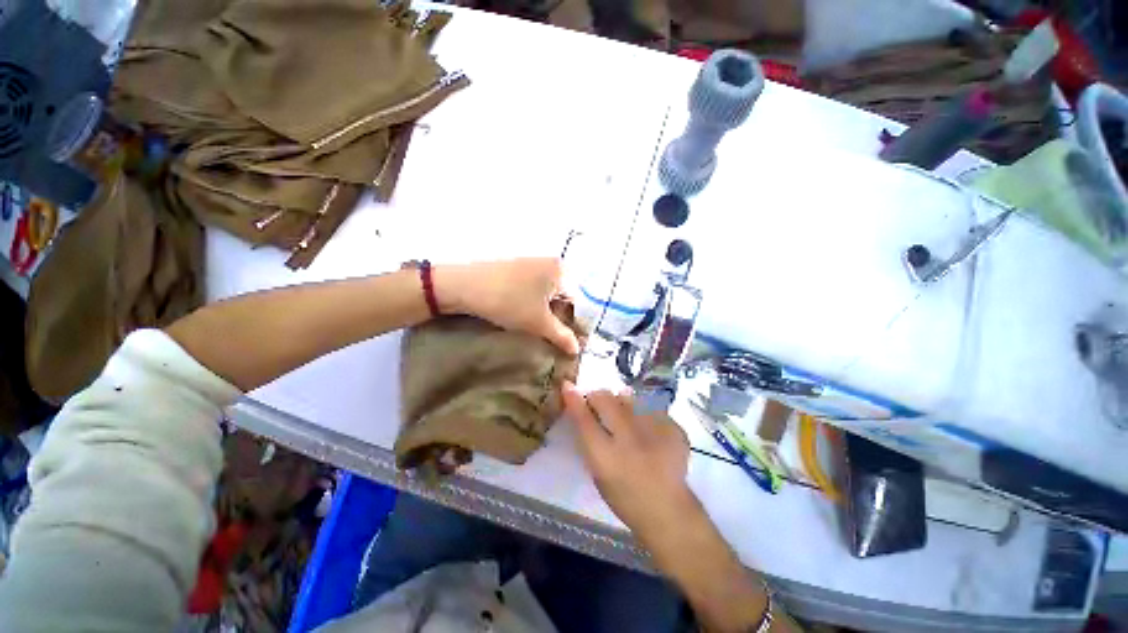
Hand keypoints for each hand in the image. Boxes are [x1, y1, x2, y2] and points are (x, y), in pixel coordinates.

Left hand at [436, 258, 579, 354]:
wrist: (464, 287)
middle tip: (551, 337)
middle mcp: (549, 263)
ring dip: (544, 313)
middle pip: (562, 297)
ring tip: (536, 329)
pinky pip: (532, 290)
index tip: (567, 340)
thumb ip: (562, 336)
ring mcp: (531, 264)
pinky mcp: (515, 269)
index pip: (576, 300)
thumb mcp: (538, 323)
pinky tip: (522, 316)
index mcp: (561, 270)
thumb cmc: (509, 302)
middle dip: (558, 318)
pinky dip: (531, 304)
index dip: (573, 322)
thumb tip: (577, 349)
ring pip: (546, 295)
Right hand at [562, 384, 696, 539]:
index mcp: (606, 458)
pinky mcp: (674, 428)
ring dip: (621, 402)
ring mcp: (655, 432)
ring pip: (629, 397)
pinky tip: (648, 429)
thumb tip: (584, 407)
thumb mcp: (598, 471)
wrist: (669, 512)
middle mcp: (630, 440)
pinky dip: (644, 413)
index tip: (568, 385)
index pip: (584, 419)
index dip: (574, 400)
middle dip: (598, 396)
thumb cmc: (625, 496)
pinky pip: (650, 407)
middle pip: (606, 400)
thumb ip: (590, 438)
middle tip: (598, 402)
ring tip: (626, 416)